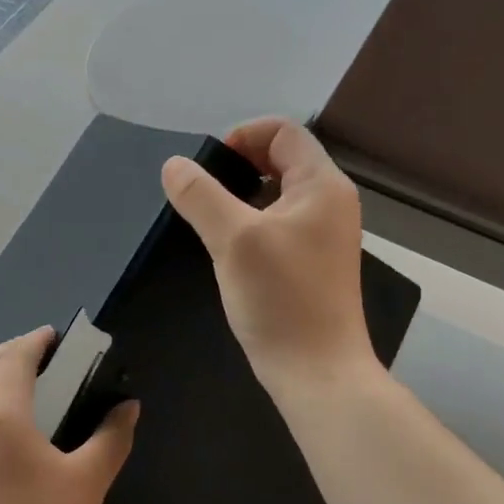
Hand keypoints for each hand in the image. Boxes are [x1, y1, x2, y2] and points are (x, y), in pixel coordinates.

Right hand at [162, 117, 378, 403]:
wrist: (316, 371)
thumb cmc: (281, 299)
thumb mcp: (233, 240)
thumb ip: (201, 196)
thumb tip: (174, 165)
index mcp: (322, 185)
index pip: (283, 132)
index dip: (242, 137)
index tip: (207, 168)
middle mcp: (330, 202)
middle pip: (281, 160)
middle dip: (238, 167)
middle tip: (201, 194)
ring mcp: (324, 234)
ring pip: (277, 195)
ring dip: (241, 197)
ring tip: (208, 220)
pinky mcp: (312, 262)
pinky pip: (279, 224)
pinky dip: (251, 223)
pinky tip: (227, 249)